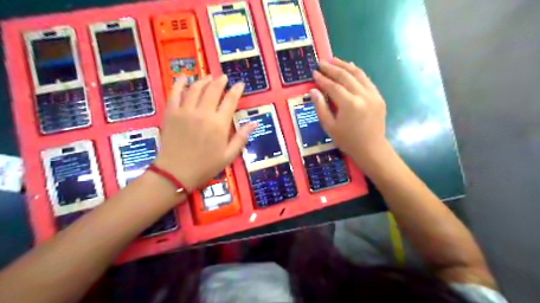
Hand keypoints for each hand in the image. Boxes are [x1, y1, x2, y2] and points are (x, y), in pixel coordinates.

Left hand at [154, 76, 256, 190]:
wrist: (176, 173)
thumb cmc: (206, 166)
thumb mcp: (229, 155)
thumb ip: (241, 137)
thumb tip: (254, 123)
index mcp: (219, 124)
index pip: (230, 100)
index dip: (236, 90)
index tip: (240, 84)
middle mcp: (203, 113)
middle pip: (213, 90)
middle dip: (220, 81)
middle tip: (224, 77)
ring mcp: (185, 111)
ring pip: (195, 88)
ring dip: (203, 80)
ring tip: (209, 77)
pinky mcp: (171, 113)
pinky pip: (175, 93)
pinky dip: (180, 83)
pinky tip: (184, 78)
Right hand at [313, 59, 387, 166]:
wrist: (371, 148)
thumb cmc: (347, 140)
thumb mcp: (329, 127)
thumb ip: (320, 107)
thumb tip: (313, 91)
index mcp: (349, 104)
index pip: (333, 86)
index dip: (322, 79)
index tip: (314, 72)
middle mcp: (362, 95)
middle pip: (345, 76)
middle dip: (332, 68)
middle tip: (321, 62)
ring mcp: (372, 94)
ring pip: (358, 74)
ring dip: (345, 65)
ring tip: (334, 60)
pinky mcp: (378, 96)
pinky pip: (367, 80)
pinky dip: (357, 72)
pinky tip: (351, 68)